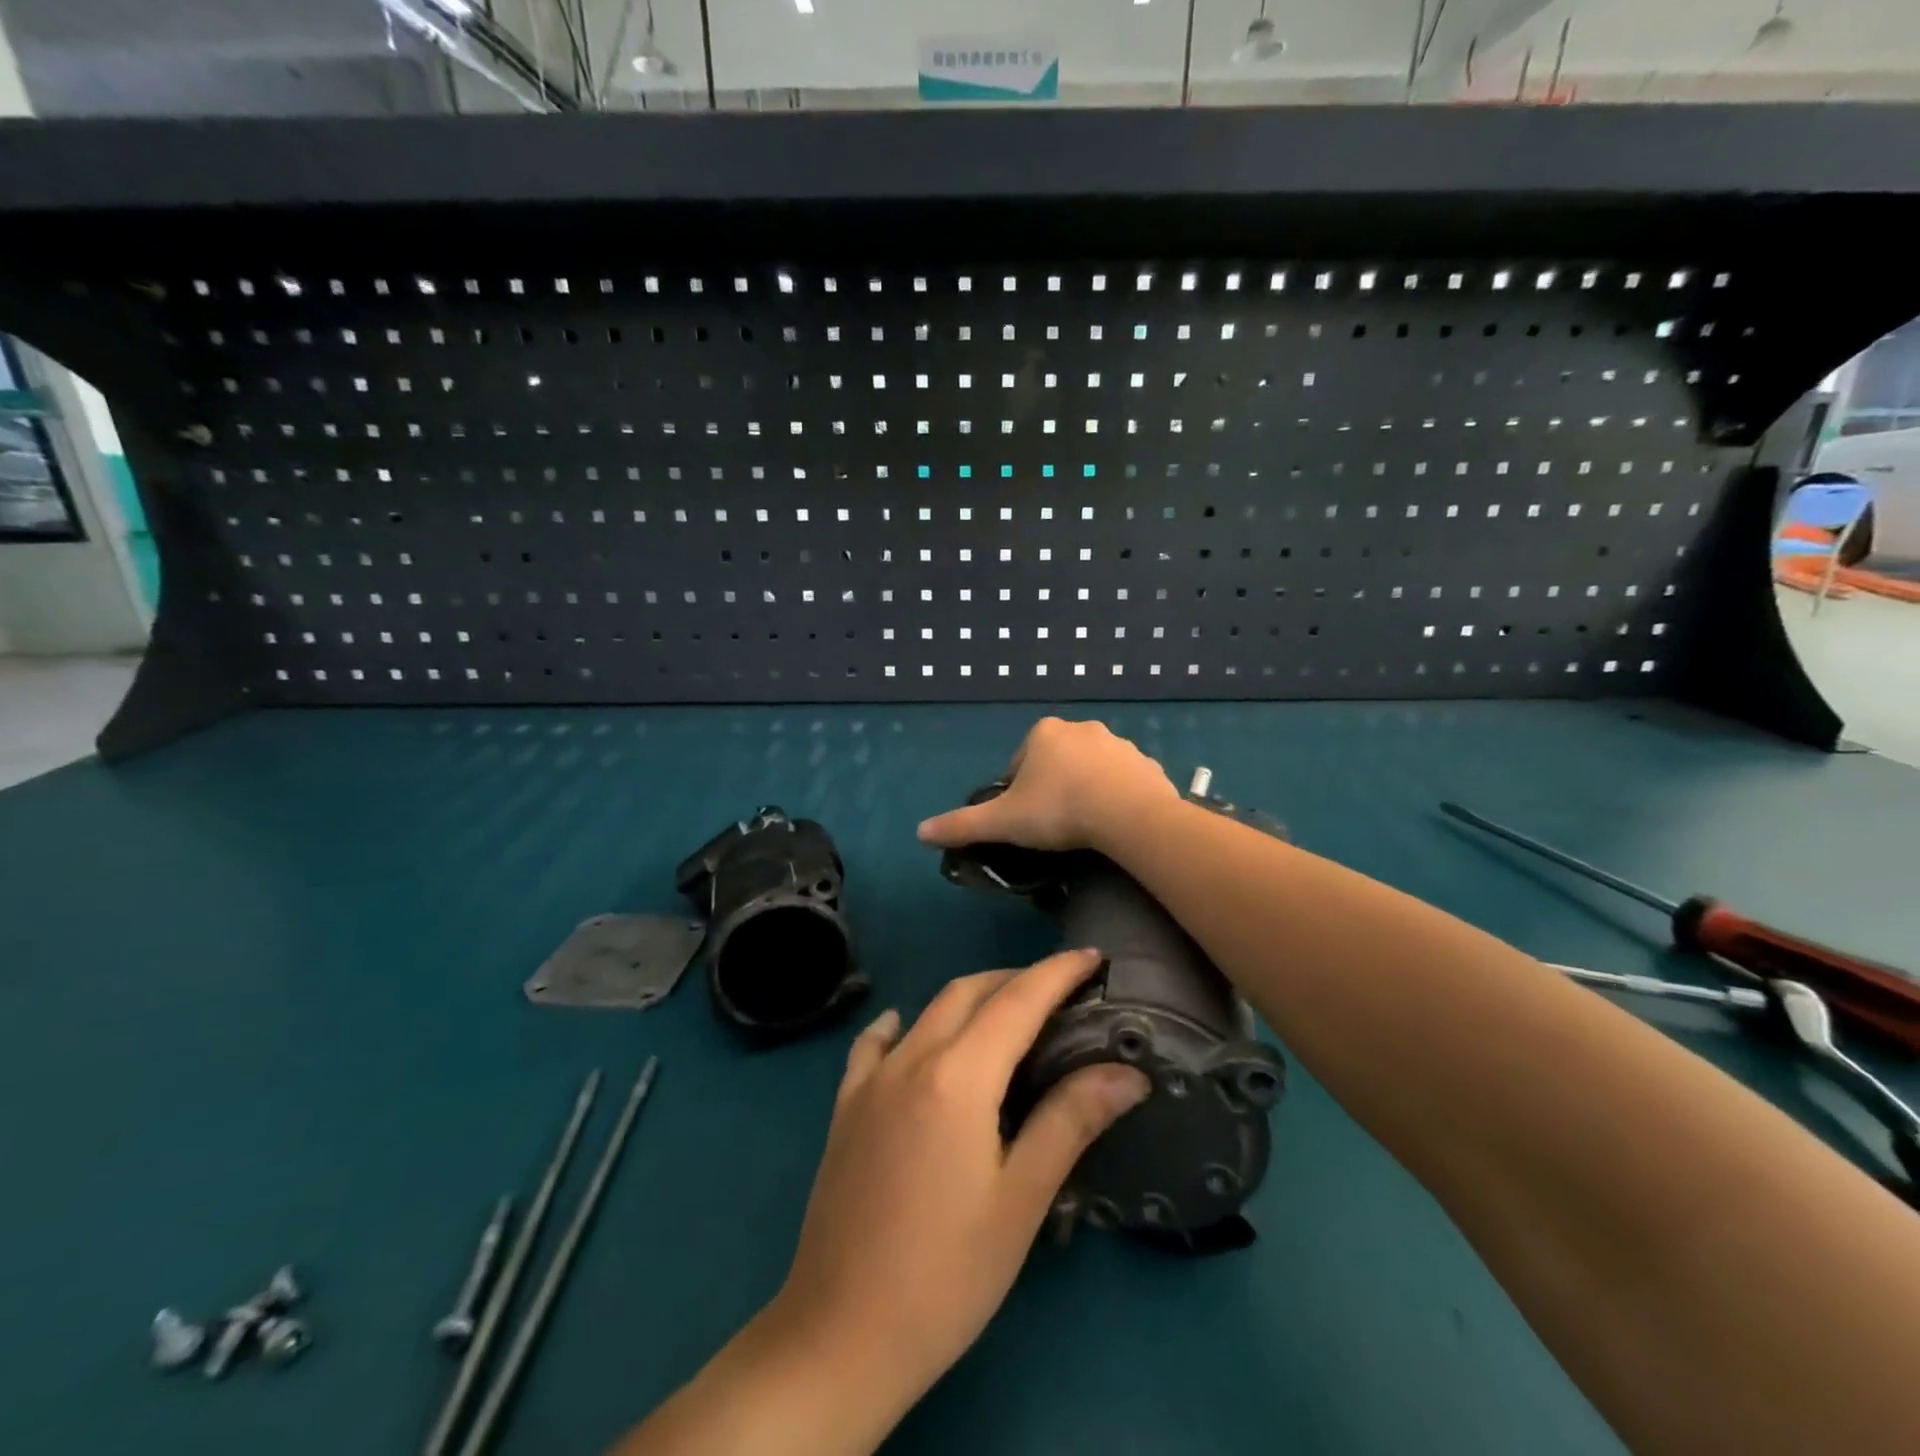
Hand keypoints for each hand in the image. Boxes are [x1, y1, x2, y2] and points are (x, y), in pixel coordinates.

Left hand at [768, 949, 1151, 1422]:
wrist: (842, 1333)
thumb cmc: (947, 1273)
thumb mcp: (1021, 1200)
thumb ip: (1070, 1121)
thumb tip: (1127, 1072)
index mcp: (957, 1076)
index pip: (1017, 1001)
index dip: (1057, 973)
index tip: (1092, 956)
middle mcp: (911, 1058)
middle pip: (970, 992)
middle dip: (1018, 979)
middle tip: (1061, 992)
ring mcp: (871, 1079)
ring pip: (929, 1010)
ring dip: (972, 997)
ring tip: (1008, 1013)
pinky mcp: (846, 1105)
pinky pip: (876, 1043)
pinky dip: (905, 1025)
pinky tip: (912, 1032)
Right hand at [917, 716, 1177, 854]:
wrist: (1130, 815)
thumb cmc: (1059, 810)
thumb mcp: (1004, 822)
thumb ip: (961, 825)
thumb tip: (919, 833)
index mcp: (1043, 733)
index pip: (1019, 764)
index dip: (1016, 793)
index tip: (1024, 822)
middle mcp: (1080, 728)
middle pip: (1055, 762)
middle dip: (1052, 788)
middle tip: (1053, 826)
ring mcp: (1118, 743)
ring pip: (1090, 769)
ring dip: (1084, 790)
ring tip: (1084, 827)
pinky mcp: (1147, 763)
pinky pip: (1123, 780)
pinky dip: (1115, 796)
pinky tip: (1113, 823)